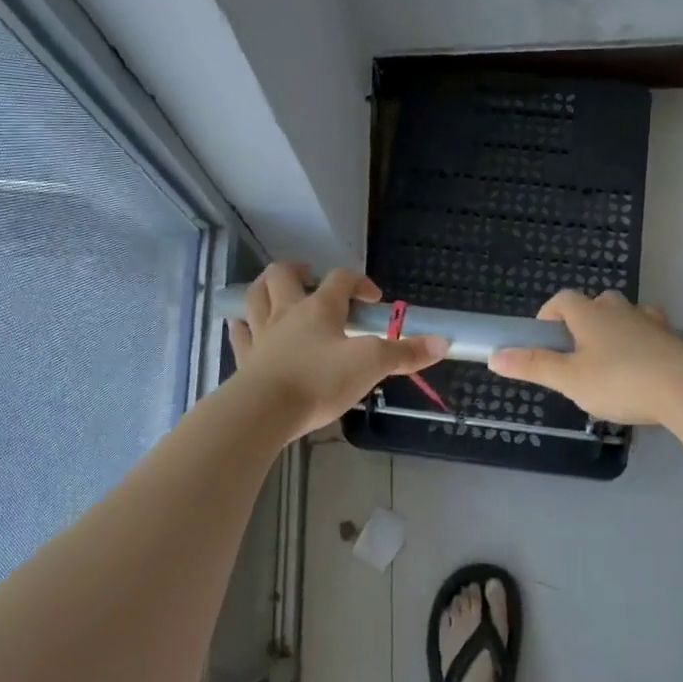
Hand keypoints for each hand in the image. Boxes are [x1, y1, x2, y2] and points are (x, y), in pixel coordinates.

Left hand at [227, 264, 447, 439]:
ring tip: (276, 292)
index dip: (359, 282)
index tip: (373, 300)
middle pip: (283, 275)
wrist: (265, 411)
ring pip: (255, 297)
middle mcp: (287, 313)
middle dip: (298, 270)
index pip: (340, 279)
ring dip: (264, 288)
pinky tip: (244, 328)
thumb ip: (405, 353)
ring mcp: (262, 335)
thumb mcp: (371, 365)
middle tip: (310, 278)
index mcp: (320, 308)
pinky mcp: (245, 360)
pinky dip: (242, 327)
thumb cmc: (320, 381)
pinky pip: (239, 334)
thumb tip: (443, 342)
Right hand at [487, 289, 682, 425]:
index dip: (549, 315)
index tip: (544, 339)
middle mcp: (619, 310)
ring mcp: (650, 323)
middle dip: (584, 322)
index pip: (562, 299)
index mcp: (589, 315)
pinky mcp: (674, 340)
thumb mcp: (569, 379)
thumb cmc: (620, 381)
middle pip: (596, 304)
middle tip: (577, 355)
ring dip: (615, 331)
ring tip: (610, 362)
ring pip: (627, 316)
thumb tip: (494, 356)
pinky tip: (643, 368)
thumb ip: (533, 366)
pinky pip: (652, 334)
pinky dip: (643, 344)